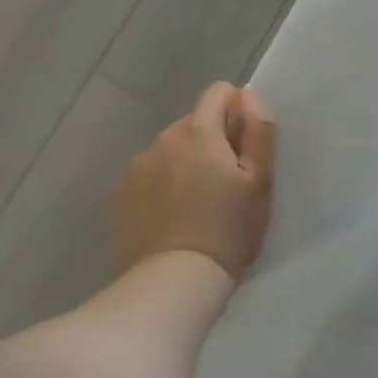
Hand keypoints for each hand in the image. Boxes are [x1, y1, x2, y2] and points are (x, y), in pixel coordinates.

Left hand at [111, 82, 276, 281]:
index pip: (218, 92)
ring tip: (192, 206)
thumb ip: (258, 130)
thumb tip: (247, 95)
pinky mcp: (117, 196)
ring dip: (181, 164)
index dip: (235, 111)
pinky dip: (157, 188)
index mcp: (200, 130)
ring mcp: (135, 167)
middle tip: (221, 184)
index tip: (242, 145)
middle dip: (208, 142)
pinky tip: (167, 220)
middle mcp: (163, 138)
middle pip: (192, 123)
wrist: (172, 285)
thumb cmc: (227, 231)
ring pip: (167, 151)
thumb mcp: (260, 182)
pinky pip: (145, 177)